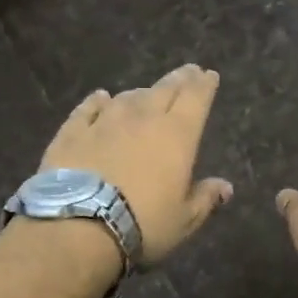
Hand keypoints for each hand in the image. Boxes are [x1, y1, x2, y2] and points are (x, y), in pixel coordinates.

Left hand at [40, 64, 232, 264]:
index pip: (196, 98)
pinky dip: (98, 102)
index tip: (209, 75)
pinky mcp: (72, 132)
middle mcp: (143, 118)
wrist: (79, 226)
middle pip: (164, 89)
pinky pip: (88, 109)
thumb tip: (225, 187)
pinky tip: (100, 98)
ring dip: (141, 94)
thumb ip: (205, 199)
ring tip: (146, 94)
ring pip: (128, 97)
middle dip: (179, 79)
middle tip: (187, 72)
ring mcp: (105, 122)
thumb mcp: (184, 220)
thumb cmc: (143, 224)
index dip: (204, 84)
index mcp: (177, 135)